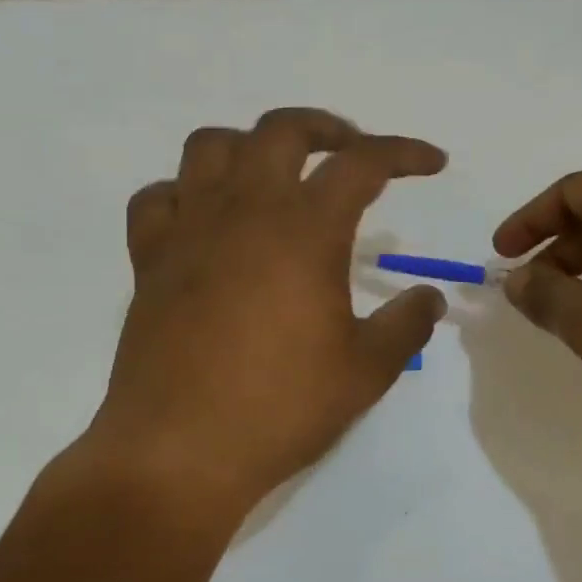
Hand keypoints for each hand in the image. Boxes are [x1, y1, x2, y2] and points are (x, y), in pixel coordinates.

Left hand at [88, 108, 447, 520]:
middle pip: (282, 130)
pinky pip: (159, 198)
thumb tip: (429, 297)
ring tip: (276, 176)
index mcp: (305, 230)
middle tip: (352, 152)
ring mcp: (189, 230)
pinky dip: (186, 192)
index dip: (404, 153)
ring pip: (211, 146)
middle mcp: (244, 211)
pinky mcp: (148, 260)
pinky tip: (206, 220)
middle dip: (327, 128)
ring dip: (251, 146)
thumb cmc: (281, 409)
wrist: (179, 453)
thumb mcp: (367, 370)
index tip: (432, 163)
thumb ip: (407, 324)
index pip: (362, 163)